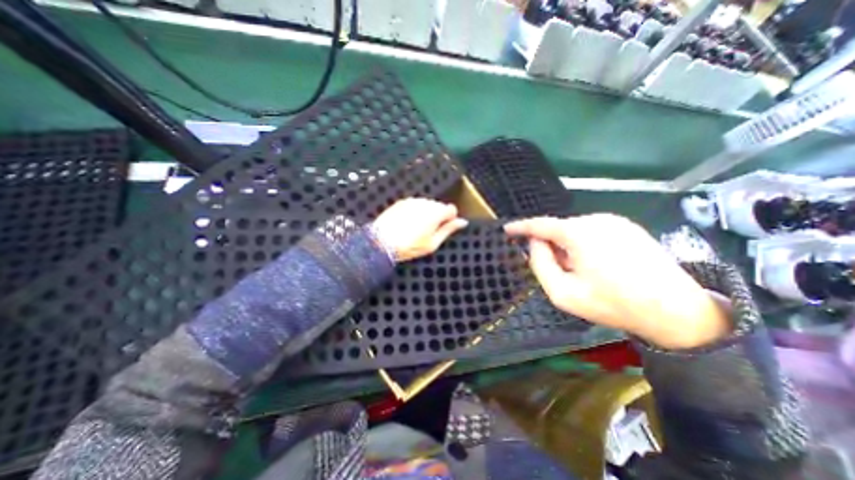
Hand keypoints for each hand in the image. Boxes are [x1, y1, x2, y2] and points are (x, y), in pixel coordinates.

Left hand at [372, 197, 466, 262]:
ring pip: (427, 205)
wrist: (381, 243)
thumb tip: (462, 222)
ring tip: (415, 229)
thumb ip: (449, 230)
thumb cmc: (409, 246)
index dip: (450, 219)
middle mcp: (425, 203)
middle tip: (428, 232)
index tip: (444, 228)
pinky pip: (414, 205)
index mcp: (436, 213)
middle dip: (438, 216)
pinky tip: (407, 224)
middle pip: (439, 206)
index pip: (451, 209)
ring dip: (426, 213)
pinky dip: (415, 212)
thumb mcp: (432, 243)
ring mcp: (412, 201)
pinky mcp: (402, 202)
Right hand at [503, 213, 731, 347]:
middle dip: (551, 246)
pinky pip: (592, 232)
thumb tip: (535, 243)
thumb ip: (540, 264)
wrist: (676, 311)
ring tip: (582, 272)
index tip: (507, 230)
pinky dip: (584, 245)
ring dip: (568, 247)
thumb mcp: (563, 293)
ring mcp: (615, 221)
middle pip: (558, 229)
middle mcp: (596, 219)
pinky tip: (598, 266)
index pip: (540, 224)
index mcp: (579, 232)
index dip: (521, 227)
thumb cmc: (612, 304)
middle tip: (559, 272)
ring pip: (574, 231)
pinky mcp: (628, 227)